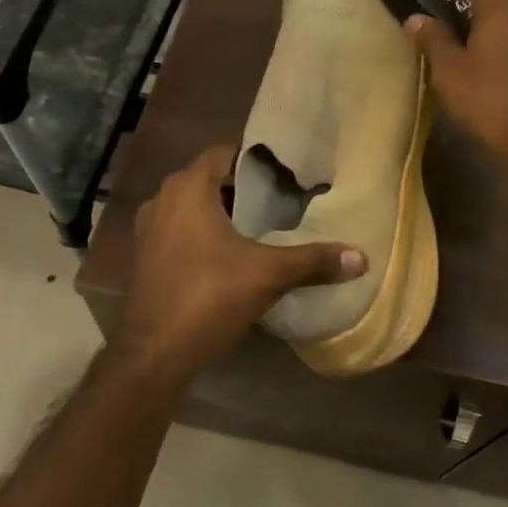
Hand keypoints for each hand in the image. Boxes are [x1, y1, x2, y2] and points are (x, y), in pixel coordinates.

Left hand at [113, 143, 365, 376]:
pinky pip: (180, 231)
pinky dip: (203, 235)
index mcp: (187, 189)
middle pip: (209, 180)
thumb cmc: (208, 297)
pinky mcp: (146, 258)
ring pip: (193, 208)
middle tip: (281, 200)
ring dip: (222, 214)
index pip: (223, 152)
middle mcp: (162, 200)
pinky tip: (230, 256)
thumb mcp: (268, 275)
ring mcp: (149, 230)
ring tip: (261, 227)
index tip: (285, 172)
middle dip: (242, 188)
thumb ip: (313, 260)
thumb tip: (361, 257)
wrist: (154, 354)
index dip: (254, 159)